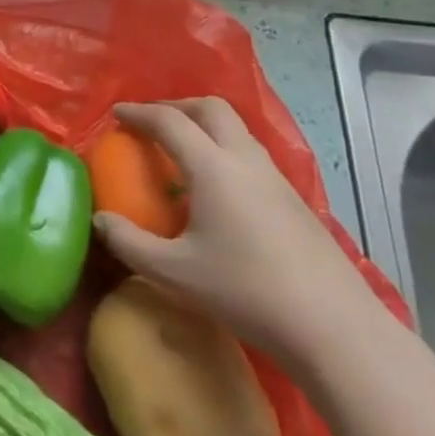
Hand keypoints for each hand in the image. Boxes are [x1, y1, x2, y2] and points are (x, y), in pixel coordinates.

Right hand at [95, 98, 379, 368]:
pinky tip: (216, 190)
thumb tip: (100, 220)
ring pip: (236, 130)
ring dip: (204, 126)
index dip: (139, 113)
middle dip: (176, 106)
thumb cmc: (246, 292)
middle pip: (211, 109)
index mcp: (213, 167)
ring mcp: (276, 179)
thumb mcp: (175, 273)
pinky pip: (250, 155)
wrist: (334, 329)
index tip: (116, 114)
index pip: (170, 121)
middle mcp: (246, 161)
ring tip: (181, 152)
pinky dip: (224, 151)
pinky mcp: (295, 201)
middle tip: (151, 123)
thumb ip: (130, 243)